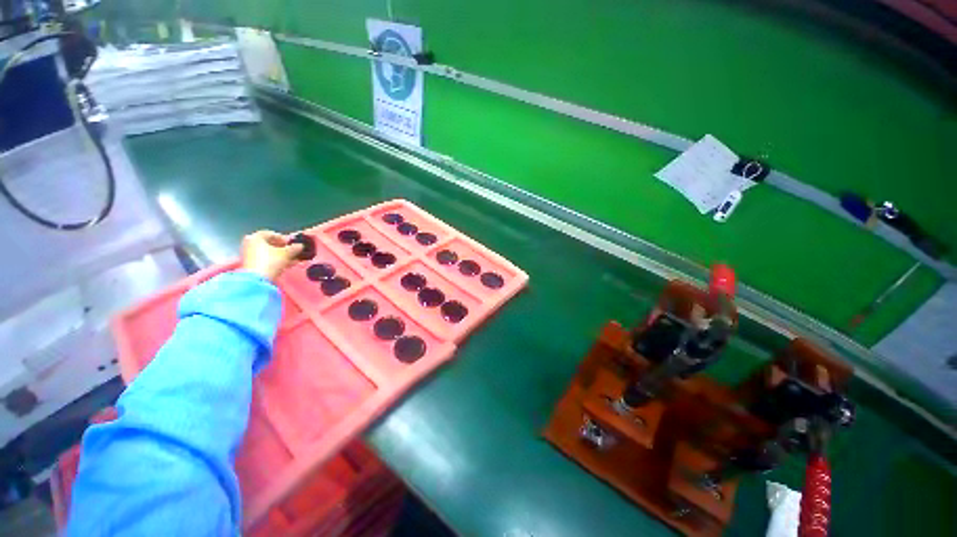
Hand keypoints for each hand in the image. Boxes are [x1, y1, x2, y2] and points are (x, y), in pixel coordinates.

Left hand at [241, 230, 302, 280]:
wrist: (257, 280)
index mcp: (255, 237)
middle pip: (269, 244)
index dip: (284, 238)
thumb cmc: (270, 261)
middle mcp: (250, 243)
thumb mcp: (287, 253)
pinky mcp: (251, 265)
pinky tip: (285, 265)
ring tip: (292, 260)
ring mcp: (249, 255)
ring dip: (280, 256)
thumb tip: (300, 245)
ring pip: (268, 253)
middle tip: (293, 252)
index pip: (272, 234)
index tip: (293, 244)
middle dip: (283, 248)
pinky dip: (275, 261)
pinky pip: (265, 260)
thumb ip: (295, 248)